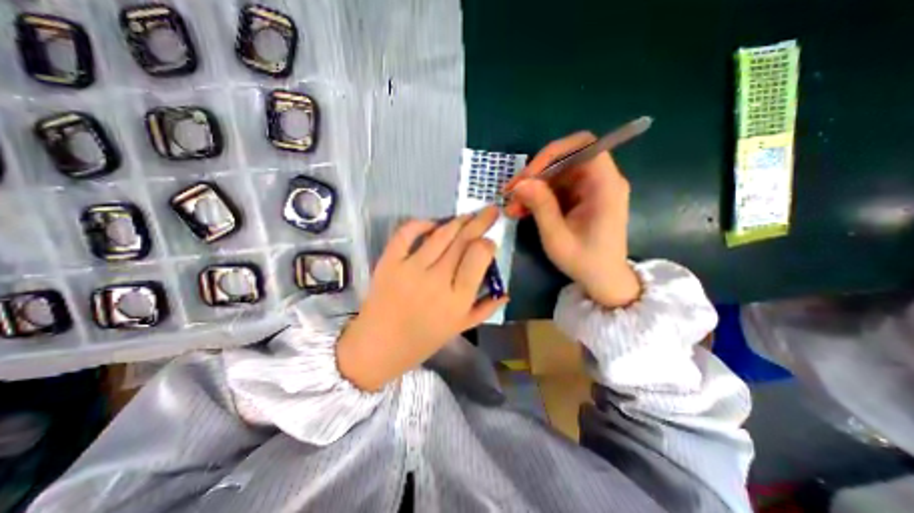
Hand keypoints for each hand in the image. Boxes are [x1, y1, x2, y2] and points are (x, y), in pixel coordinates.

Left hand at [334, 207, 506, 391]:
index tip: (490, 241)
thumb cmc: (421, 342)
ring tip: (468, 215)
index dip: (487, 243)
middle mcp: (437, 280)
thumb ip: (485, 309)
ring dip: (458, 220)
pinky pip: (406, 233)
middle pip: (463, 240)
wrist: (377, 347)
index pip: (479, 256)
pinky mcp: (389, 262)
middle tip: (490, 211)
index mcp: (457, 300)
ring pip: (440, 234)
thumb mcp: (459, 329)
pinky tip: (432, 224)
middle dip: (480, 222)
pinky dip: (420, 223)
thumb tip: (506, 292)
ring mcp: (410, 269)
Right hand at [503, 132, 636, 308]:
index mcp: (605, 186)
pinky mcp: (582, 199)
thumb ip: (540, 206)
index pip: (583, 146)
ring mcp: (591, 190)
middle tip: (510, 192)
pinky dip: (538, 197)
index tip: (529, 174)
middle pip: (565, 161)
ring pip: (556, 176)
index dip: (553, 153)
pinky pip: (556, 189)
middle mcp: (601, 181)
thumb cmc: (585, 261)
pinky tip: (522, 211)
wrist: (603, 280)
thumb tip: (520, 183)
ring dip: (532, 188)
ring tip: (512, 208)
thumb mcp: (557, 237)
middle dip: (535, 175)